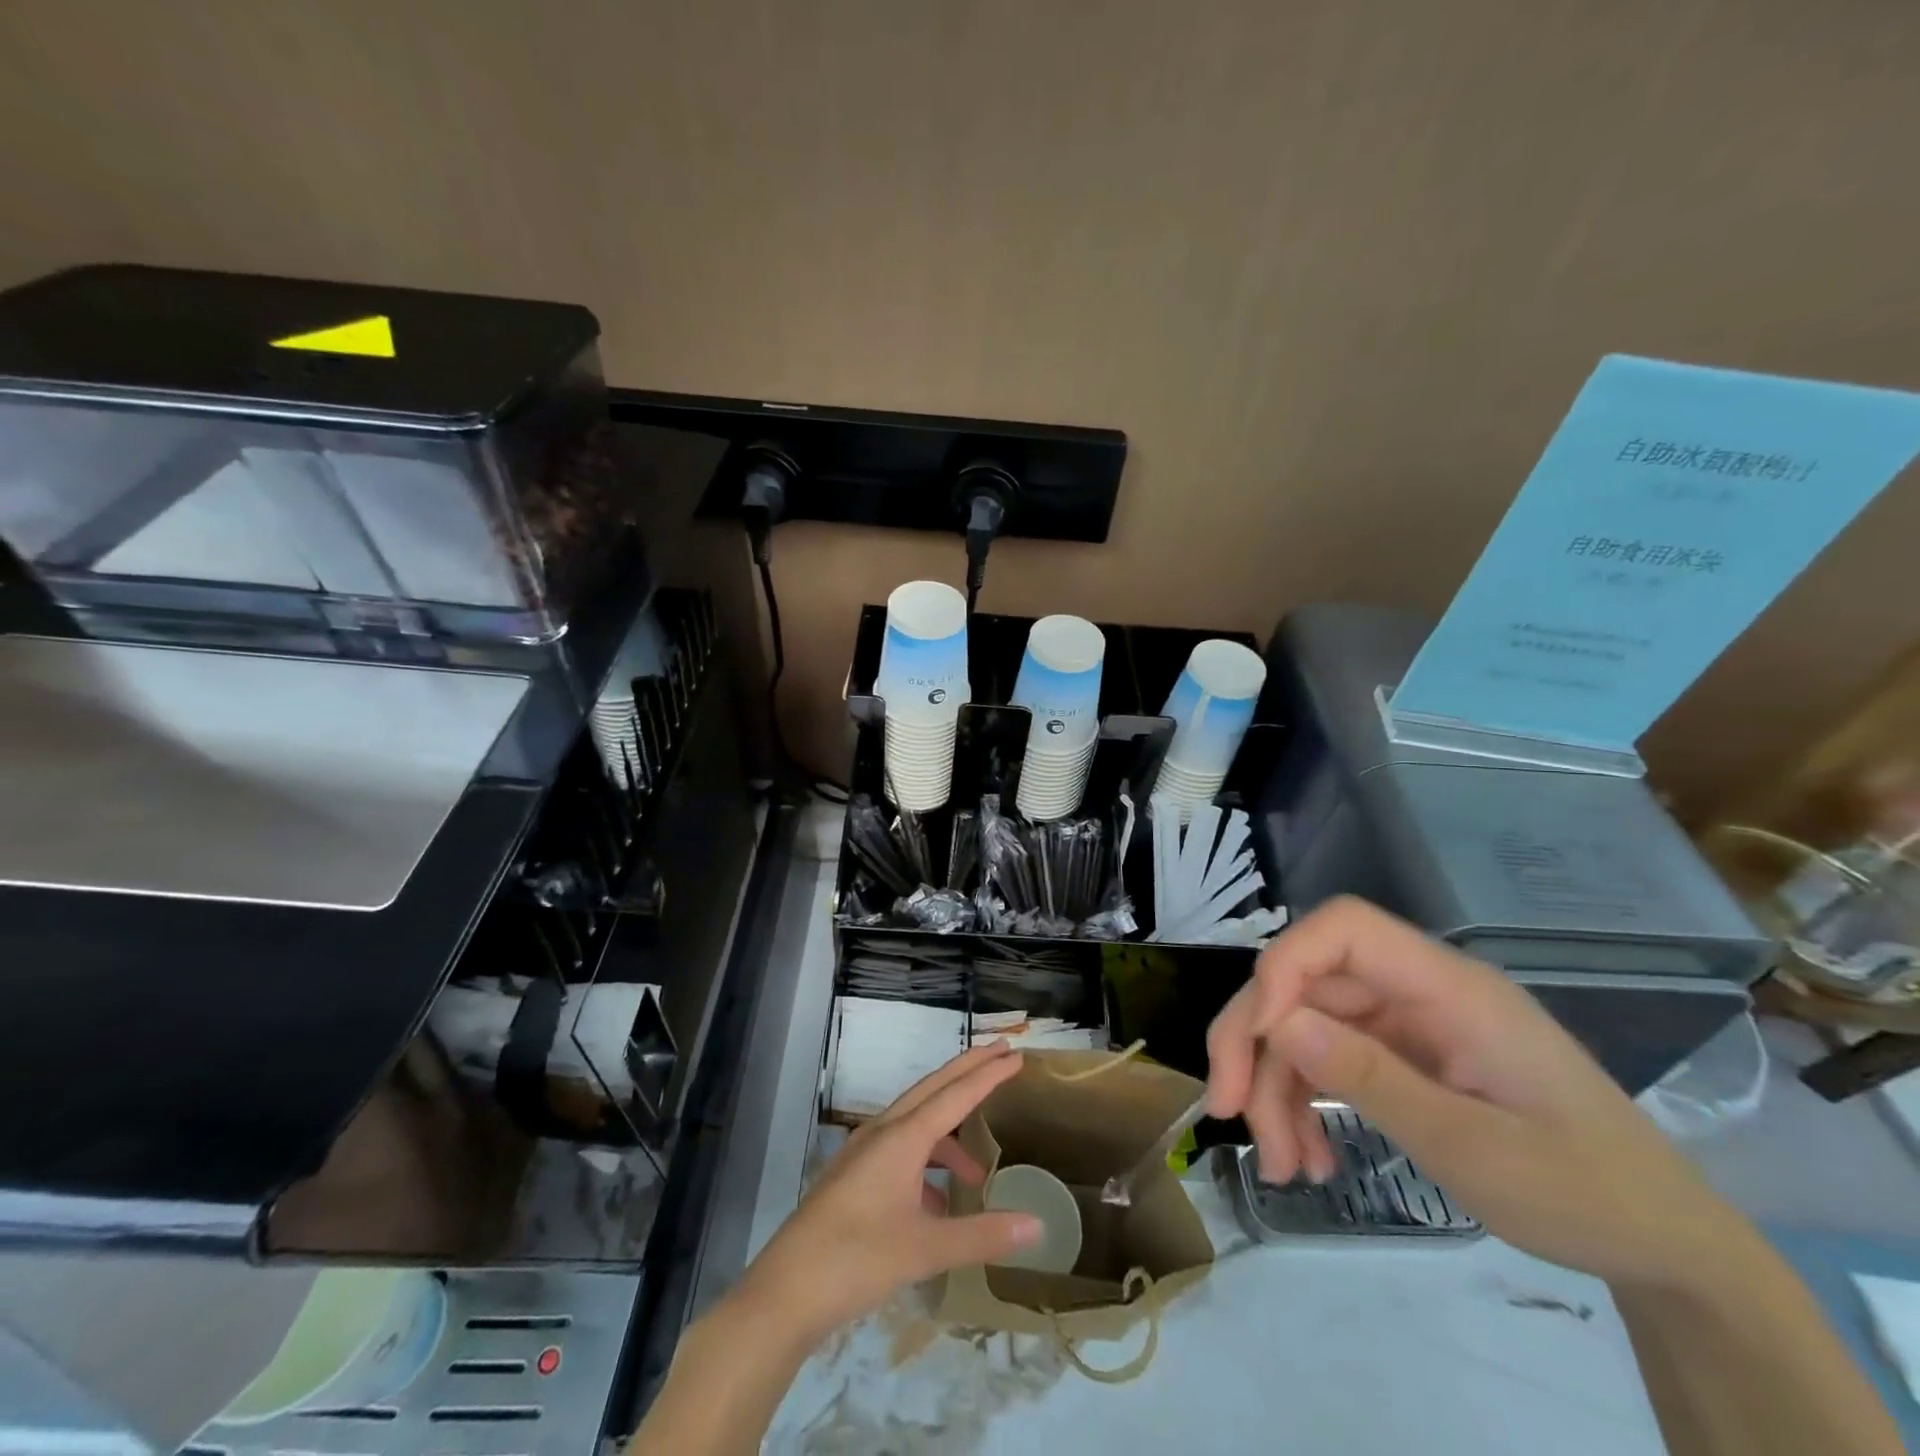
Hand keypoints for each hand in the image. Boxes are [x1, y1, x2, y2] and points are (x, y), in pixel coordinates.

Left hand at [735, 1042, 1040, 1345]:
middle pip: (933, 1089)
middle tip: (1002, 1057)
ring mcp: (863, 1153)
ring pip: (916, 1123)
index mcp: (902, 1137)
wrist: (784, 1292)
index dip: (988, 1074)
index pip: (955, 1094)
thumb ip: (982, 1235)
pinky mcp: (853, 1176)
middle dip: (968, 1072)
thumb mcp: (925, 1249)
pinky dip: (925, 1164)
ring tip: (977, 1174)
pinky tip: (936, 1207)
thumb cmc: (856, 1261)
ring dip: (949, 1134)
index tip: (1015, 1055)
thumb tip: (1037, 1224)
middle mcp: (883, 1133)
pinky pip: (900, 1151)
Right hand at [1205, 897, 1742, 1287]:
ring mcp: (1405, 1023)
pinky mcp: (1399, 1055)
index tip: (1259, 1035)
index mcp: (1447, 987)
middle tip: (1228, 1109)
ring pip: (1304, 1026)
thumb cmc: (1586, 1192)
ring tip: (1280, 1164)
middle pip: (1306, 982)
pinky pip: (1328, 1061)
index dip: (1286, 964)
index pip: (1345, 929)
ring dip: (1276, 1087)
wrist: (1665, 1246)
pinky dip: (1304, 1104)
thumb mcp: (1474, 1149)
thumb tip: (1276, 1024)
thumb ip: (1371, 1080)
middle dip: (1256, 1041)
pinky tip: (1308, 1156)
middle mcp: (1416, 990)